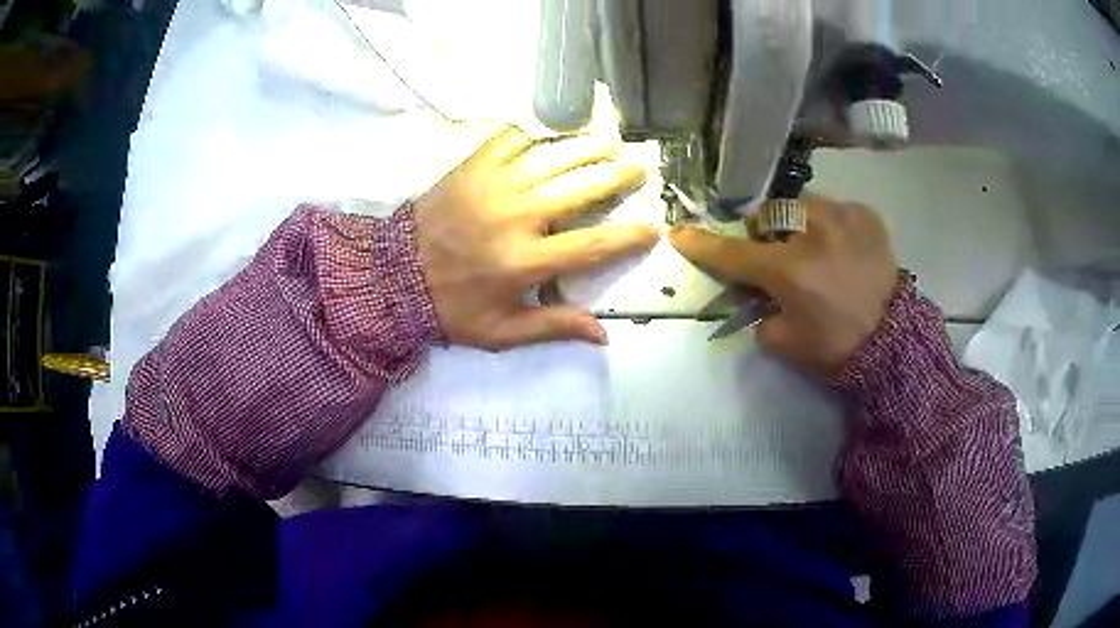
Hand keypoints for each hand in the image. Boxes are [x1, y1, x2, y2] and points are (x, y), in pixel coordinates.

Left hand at [415, 127, 656, 350]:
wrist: (393, 277)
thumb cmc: (451, 307)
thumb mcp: (501, 332)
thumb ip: (553, 328)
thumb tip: (603, 335)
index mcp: (525, 262)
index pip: (592, 247)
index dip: (628, 237)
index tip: (653, 228)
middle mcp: (516, 218)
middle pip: (580, 188)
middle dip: (616, 176)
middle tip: (638, 168)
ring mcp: (493, 187)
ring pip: (552, 158)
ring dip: (585, 148)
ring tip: (609, 143)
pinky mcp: (472, 169)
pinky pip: (510, 141)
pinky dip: (533, 137)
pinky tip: (549, 139)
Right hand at [670, 196, 898, 374]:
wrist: (895, 342)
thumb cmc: (837, 347)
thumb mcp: (785, 343)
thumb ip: (761, 313)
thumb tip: (759, 294)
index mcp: (789, 270)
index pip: (733, 254)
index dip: (702, 245)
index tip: (678, 232)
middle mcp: (813, 232)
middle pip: (768, 215)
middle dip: (764, 233)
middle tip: (777, 256)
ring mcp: (842, 217)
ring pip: (800, 206)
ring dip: (797, 225)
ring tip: (816, 250)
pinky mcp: (865, 215)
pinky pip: (833, 210)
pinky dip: (828, 226)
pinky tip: (842, 250)